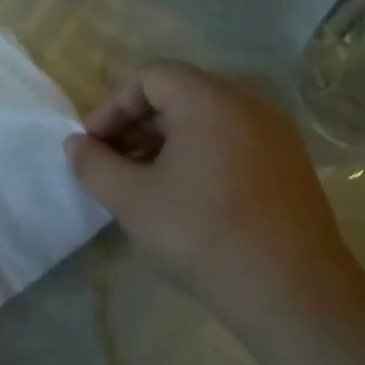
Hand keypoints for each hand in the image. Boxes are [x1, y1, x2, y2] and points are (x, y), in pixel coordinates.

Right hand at [66, 62, 357, 324]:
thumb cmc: (200, 233)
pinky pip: (232, 140)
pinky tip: (182, 195)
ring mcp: (276, 134)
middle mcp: (249, 104)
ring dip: (164, 141)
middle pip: (179, 93)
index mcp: (210, 101)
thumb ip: (93, 164)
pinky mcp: (289, 164)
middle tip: (110, 163)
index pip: (150, 76)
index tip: (93, 145)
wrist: (289, 288)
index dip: (112, 106)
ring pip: (206, 119)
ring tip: (141, 181)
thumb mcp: (131, 199)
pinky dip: (197, 154)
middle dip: (135, 124)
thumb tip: (75, 144)